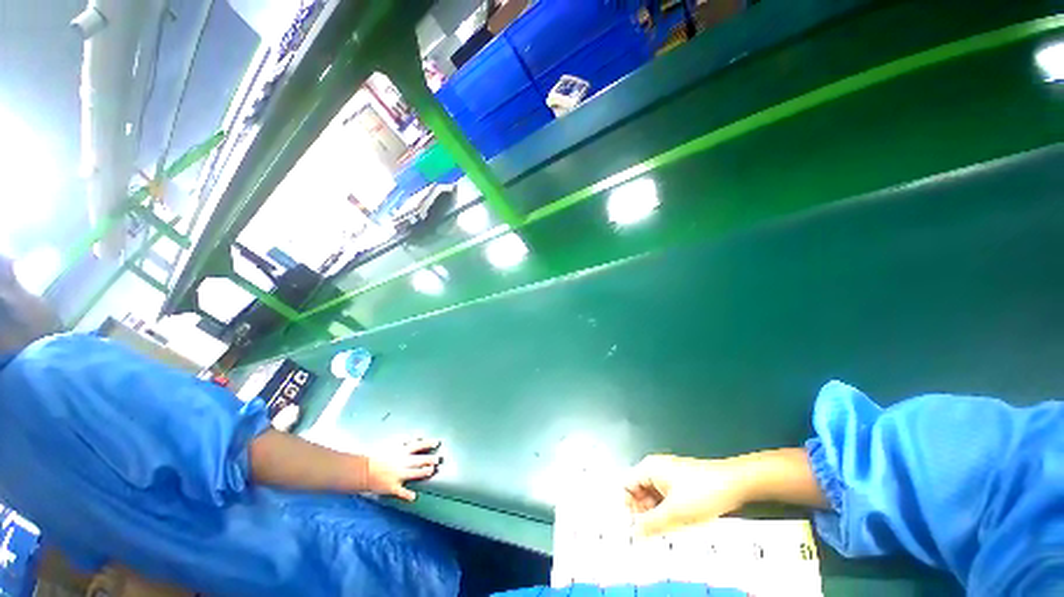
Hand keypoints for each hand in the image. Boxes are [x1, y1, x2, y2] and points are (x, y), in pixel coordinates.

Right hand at [365, 438, 441, 501]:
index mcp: (401, 452)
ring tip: (431, 471)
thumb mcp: (391, 445)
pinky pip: (401, 492)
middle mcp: (401, 463)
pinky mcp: (392, 486)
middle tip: (438, 459)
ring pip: (414, 473)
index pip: (418, 445)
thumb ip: (404, 442)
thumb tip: (415, 438)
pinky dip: (407, 495)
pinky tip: (414, 497)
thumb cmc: (377, 456)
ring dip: (423, 472)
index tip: (437, 442)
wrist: (362, 470)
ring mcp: (397, 475)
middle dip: (429, 459)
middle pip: (418, 460)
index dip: (428, 443)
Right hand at [624, 454, 750, 536]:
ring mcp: (667, 476)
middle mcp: (655, 469)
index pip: (625, 487)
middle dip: (642, 514)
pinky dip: (666, 513)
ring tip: (667, 530)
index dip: (627, 508)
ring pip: (652, 499)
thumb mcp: (674, 512)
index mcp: (648, 468)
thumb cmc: (703, 491)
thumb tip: (633, 533)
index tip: (634, 528)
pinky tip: (677, 525)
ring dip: (656, 515)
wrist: (735, 484)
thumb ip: (651, 524)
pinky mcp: (679, 484)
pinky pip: (664, 500)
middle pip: (637, 493)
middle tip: (652, 533)